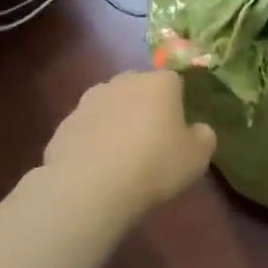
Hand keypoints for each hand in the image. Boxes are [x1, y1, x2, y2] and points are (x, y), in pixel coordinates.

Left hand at [42, 71, 216, 212]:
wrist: (90, 186)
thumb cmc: (155, 165)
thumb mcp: (197, 157)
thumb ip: (203, 137)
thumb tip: (198, 130)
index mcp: (159, 83)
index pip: (174, 81)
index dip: (178, 103)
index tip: (179, 129)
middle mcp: (123, 82)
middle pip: (139, 89)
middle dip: (145, 107)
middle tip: (151, 141)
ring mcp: (89, 101)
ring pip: (110, 107)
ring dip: (116, 123)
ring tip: (122, 158)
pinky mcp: (64, 125)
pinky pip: (87, 130)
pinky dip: (93, 143)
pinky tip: (97, 170)